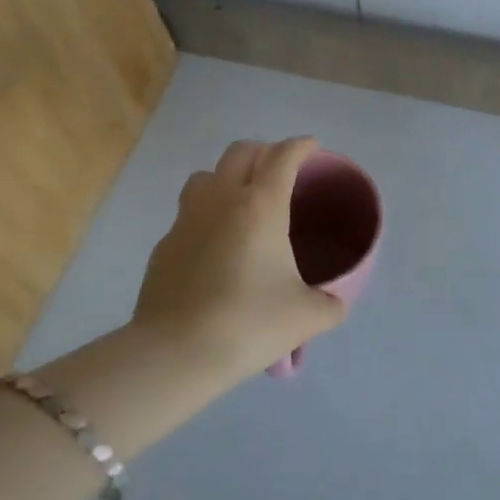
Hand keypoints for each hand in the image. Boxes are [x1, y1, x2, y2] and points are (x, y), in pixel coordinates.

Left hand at [130, 137, 347, 382]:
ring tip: (241, 201)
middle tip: (280, 171)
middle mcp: (221, 200)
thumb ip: (329, 305)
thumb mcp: (306, 317)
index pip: (283, 156)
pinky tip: (214, 248)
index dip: (300, 146)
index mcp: (261, 205)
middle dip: (264, 152)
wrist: (176, 353)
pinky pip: (187, 215)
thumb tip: (335, 304)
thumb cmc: (249, 323)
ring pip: (206, 176)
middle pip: (240, 152)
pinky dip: (205, 217)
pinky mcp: (164, 246)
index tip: (311, 148)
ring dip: (227, 177)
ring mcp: (186, 220)